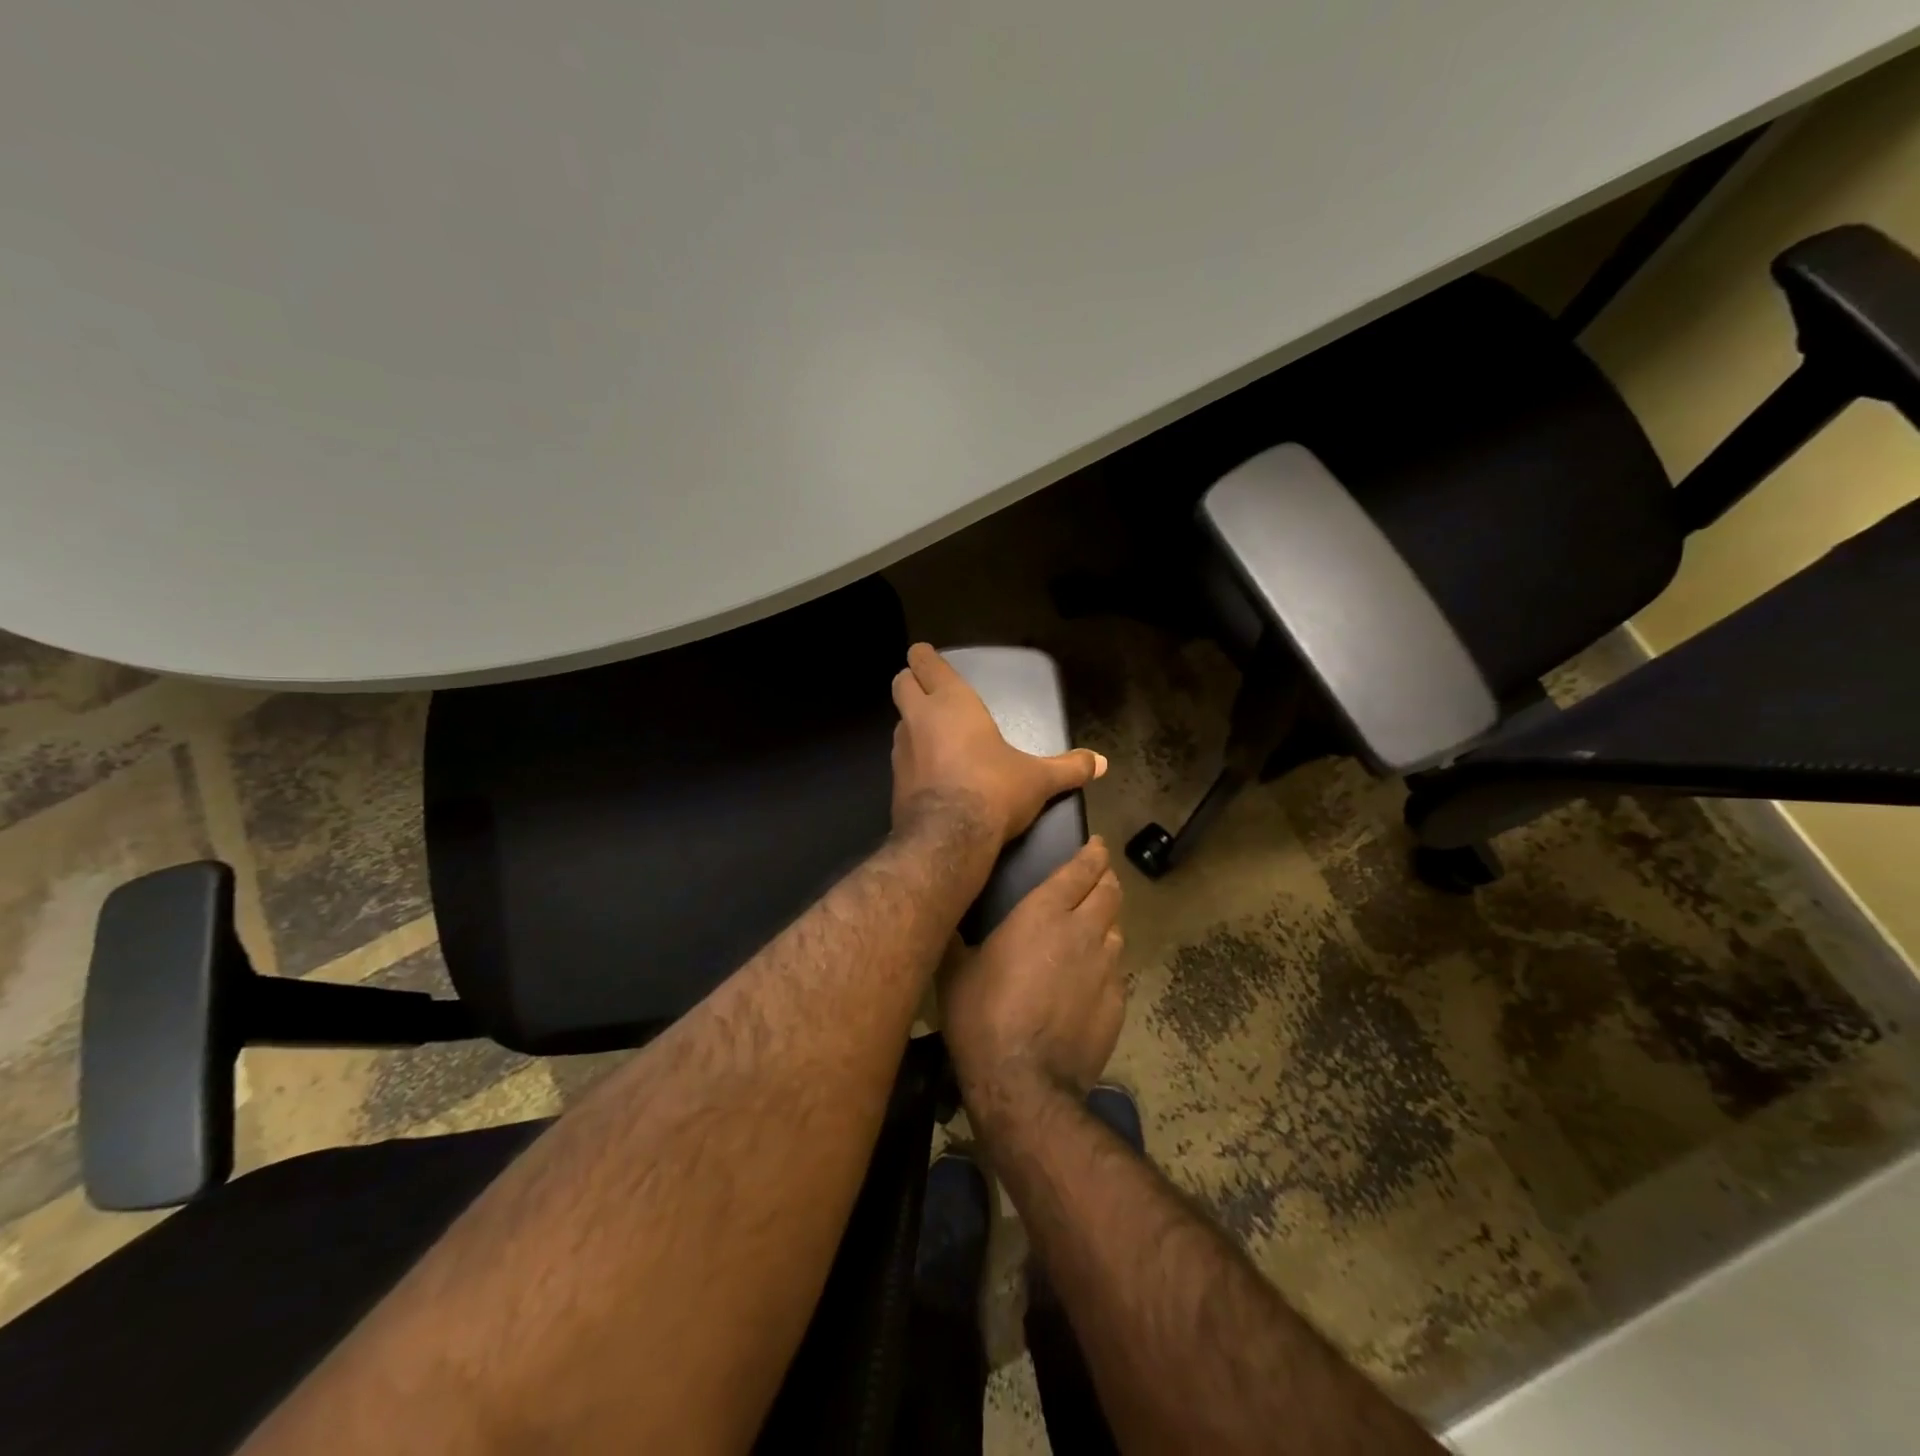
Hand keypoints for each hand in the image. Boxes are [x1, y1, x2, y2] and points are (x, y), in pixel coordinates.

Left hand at [891, 643, 1106, 842]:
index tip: (925, 656)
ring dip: (912, 722)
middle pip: (901, 683)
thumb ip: (1069, 768)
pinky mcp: (894, 781)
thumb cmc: (994, 790)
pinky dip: (913, 758)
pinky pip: (901, 757)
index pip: (925, 664)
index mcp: (952, 703)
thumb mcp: (1039, 779)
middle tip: (928, 690)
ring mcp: (901, 750)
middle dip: (910, 681)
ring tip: (935, 734)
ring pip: (899, 722)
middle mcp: (919, 719)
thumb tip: (1101, 763)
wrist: (948, 838)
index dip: (924, 657)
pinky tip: (932, 773)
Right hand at [940, 837, 1125, 1103]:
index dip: (1093, 854)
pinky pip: (1117, 970)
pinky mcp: (1117, 1003)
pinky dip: (1107, 963)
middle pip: (1109, 892)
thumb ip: (958, 936)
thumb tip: (944, 915)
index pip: (1081, 870)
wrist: (1023, 1083)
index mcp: (1044, 913)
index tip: (1097, 845)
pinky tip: (1092, 976)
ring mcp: (1105, 968)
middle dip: (1106, 878)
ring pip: (1117, 929)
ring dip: (1107, 920)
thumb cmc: (981, 1016)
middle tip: (1097, 877)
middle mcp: (1082, 931)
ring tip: (1095, 925)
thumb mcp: (956, 970)